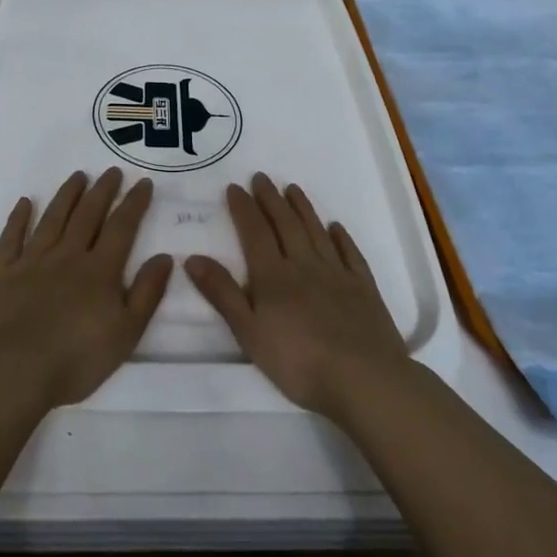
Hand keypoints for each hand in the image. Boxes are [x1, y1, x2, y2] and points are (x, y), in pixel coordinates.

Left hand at [0, 168, 173, 408]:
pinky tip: (25, 203)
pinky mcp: (3, 272)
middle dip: (102, 190)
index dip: (134, 203)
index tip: (142, 182)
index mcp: (100, 270)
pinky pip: (11, 238)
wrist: (14, 370)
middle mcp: (68, 255)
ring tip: (78, 176)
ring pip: (53, 218)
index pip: (121, 227)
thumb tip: (165, 257)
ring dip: (67, 195)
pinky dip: (18, 218)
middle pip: (87, 214)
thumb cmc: (77, 358)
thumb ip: (147, 293)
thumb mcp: (127, 332)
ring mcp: (32, 261)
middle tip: (111, 170)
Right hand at [184, 173, 407, 417]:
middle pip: (285, 225)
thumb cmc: (299, 362)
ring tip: (292, 189)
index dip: (243, 208)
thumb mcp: (249, 333)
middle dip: (271, 199)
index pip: (255, 232)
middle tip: (261, 177)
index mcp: (273, 276)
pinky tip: (336, 227)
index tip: (235, 187)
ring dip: (303, 209)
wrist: (364, 378)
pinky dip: (341, 238)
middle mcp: (304, 265)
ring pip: (316, 232)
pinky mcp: (364, 288)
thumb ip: (222, 294)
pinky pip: (350, 254)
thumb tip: (193, 258)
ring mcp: (337, 274)